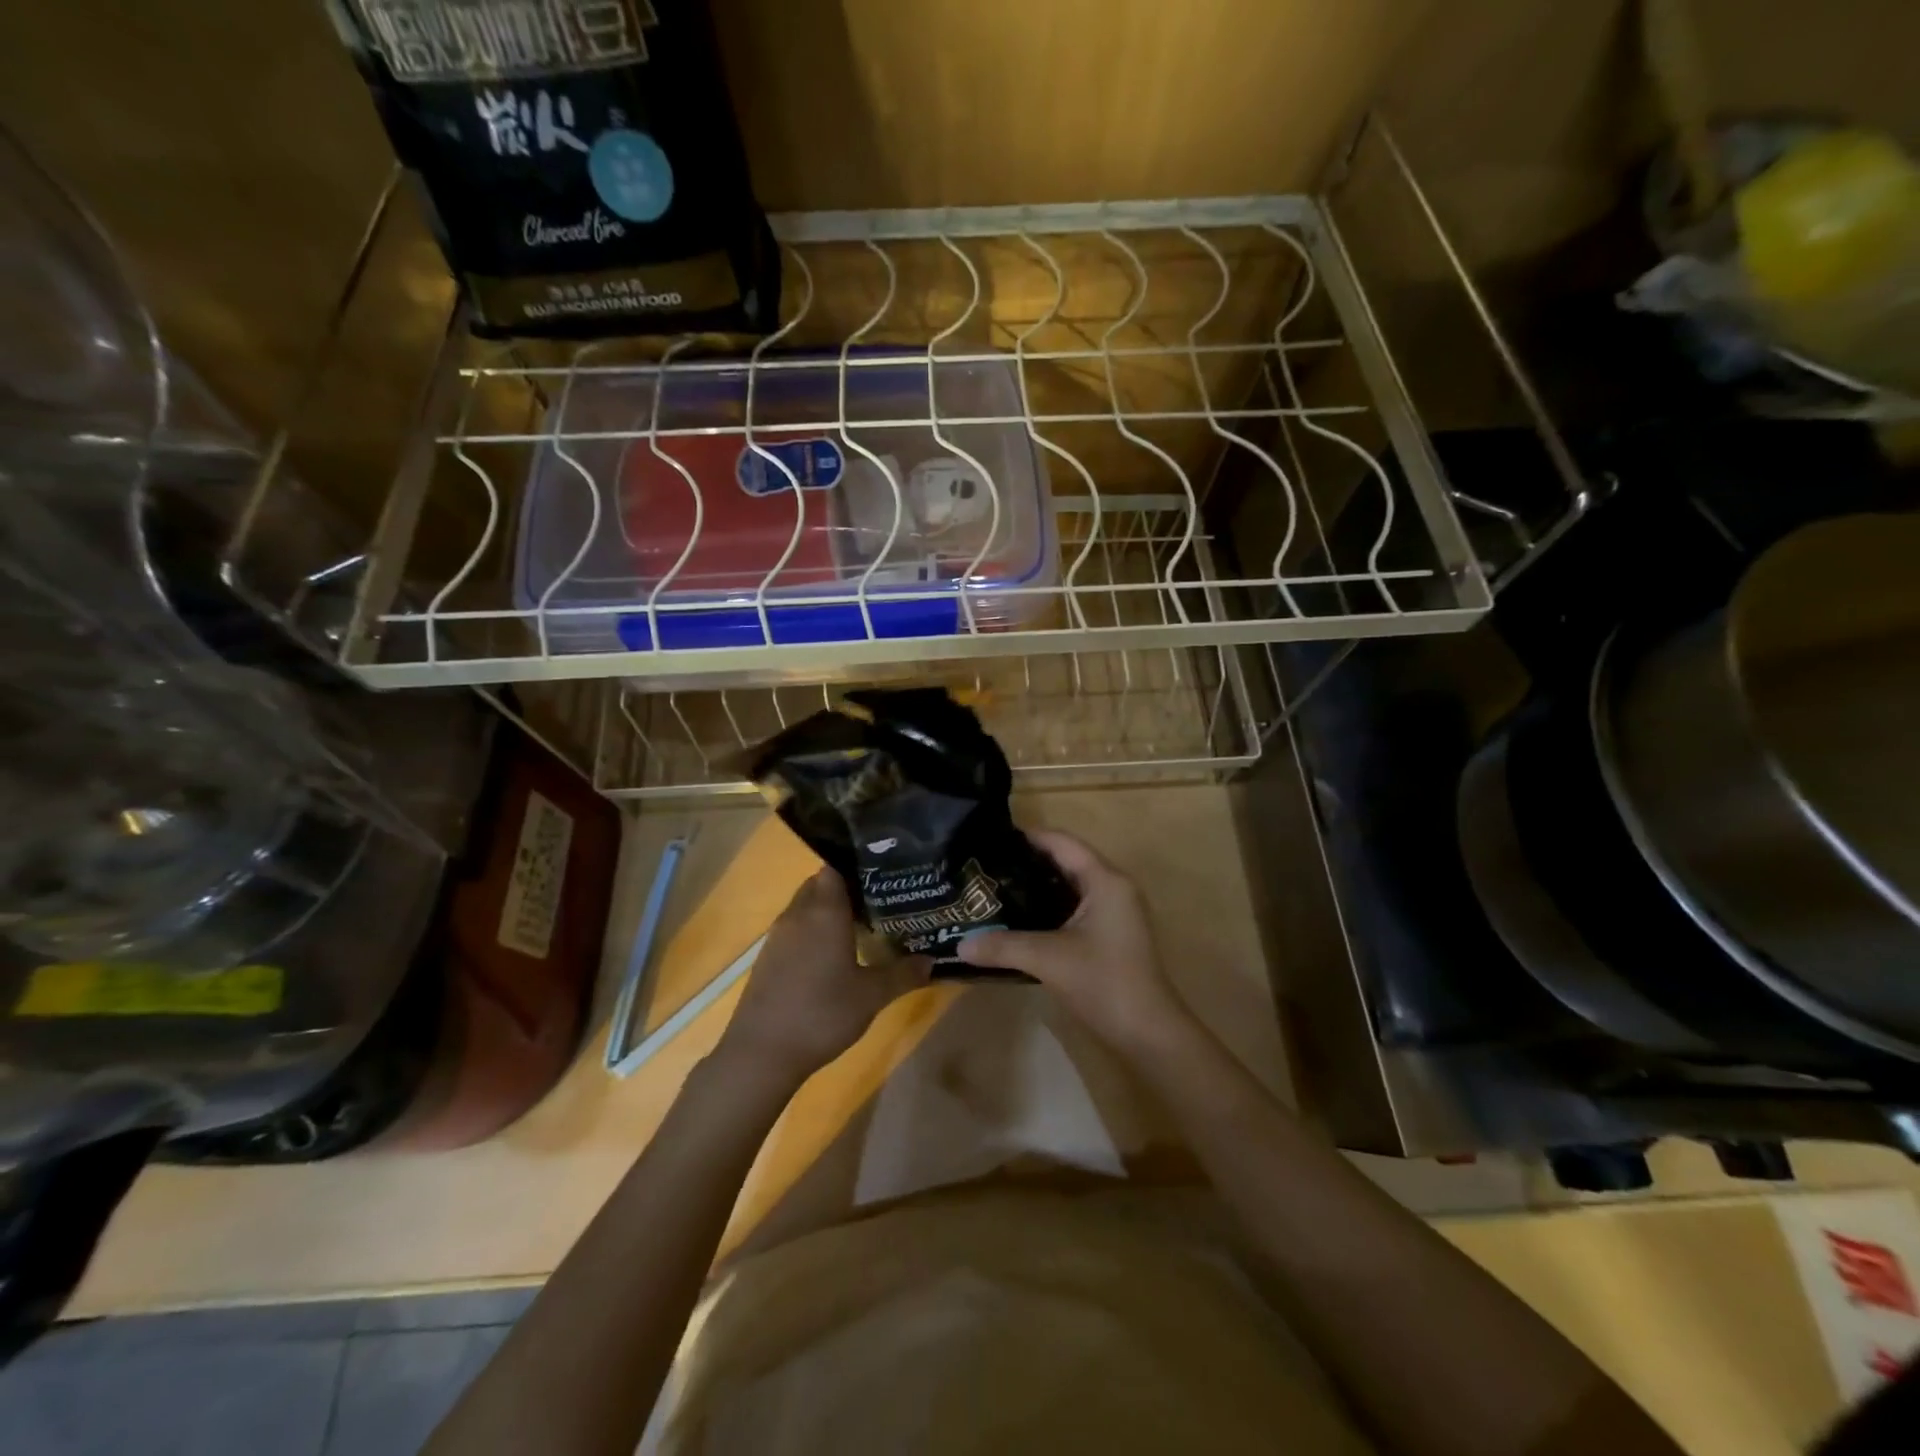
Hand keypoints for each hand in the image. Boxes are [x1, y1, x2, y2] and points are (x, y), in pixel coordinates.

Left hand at [718, 868, 928, 1085]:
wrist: (761, 1053)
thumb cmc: (822, 1014)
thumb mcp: (872, 996)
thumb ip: (903, 974)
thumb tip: (931, 960)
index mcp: (824, 911)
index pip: (835, 867)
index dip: (857, 867)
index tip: (882, 875)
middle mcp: (798, 914)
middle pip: (820, 884)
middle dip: (846, 889)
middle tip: (878, 902)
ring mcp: (778, 935)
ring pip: (806, 907)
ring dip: (828, 911)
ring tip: (860, 927)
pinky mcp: (767, 957)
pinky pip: (794, 929)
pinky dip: (812, 932)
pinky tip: (832, 956)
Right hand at [956, 830, 1190, 1053]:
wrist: (1148, 1033)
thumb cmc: (1104, 982)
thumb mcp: (1048, 959)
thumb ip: (1003, 946)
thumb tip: (960, 945)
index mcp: (1105, 880)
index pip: (1062, 842)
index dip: (1028, 836)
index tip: (991, 838)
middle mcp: (1112, 887)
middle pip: (1066, 861)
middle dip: (1027, 862)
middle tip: (987, 865)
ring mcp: (1114, 911)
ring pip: (1069, 886)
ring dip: (1037, 887)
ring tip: (995, 888)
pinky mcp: (1110, 934)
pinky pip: (1074, 907)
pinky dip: (1048, 908)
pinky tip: (1019, 919)